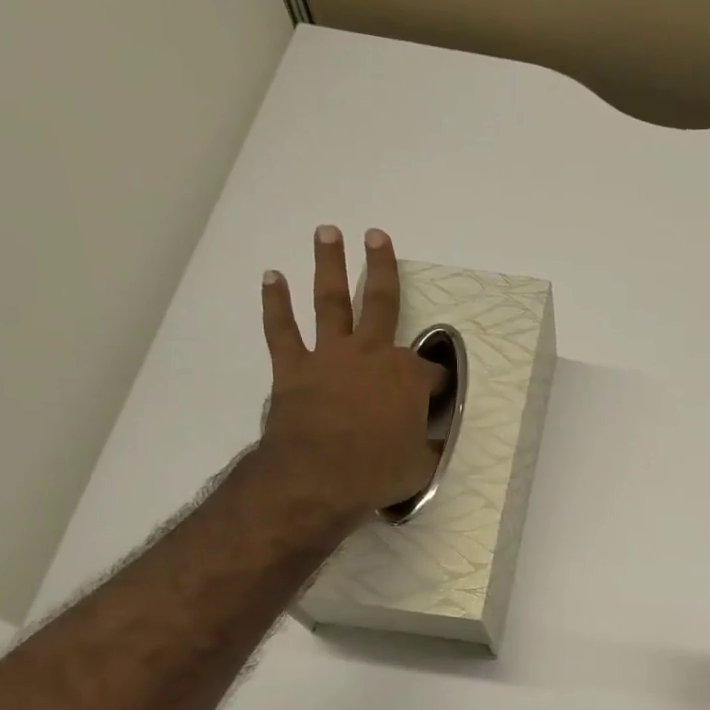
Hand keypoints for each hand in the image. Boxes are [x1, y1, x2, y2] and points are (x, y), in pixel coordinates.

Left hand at [257, 227, 443, 518]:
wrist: (318, 476)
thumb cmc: (377, 471)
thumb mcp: (421, 466)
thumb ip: (429, 448)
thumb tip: (436, 445)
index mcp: (408, 378)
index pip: (432, 373)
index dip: (437, 384)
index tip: (436, 398)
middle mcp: (372, 354)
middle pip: (381, 302)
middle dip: (382, 268)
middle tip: (377, 236)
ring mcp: (331, 356)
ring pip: (332, 301)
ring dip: (329, 265)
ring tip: (327, 233)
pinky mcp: (295, 368)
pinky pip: (283, 330)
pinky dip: (276, 303)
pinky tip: (272, 277)